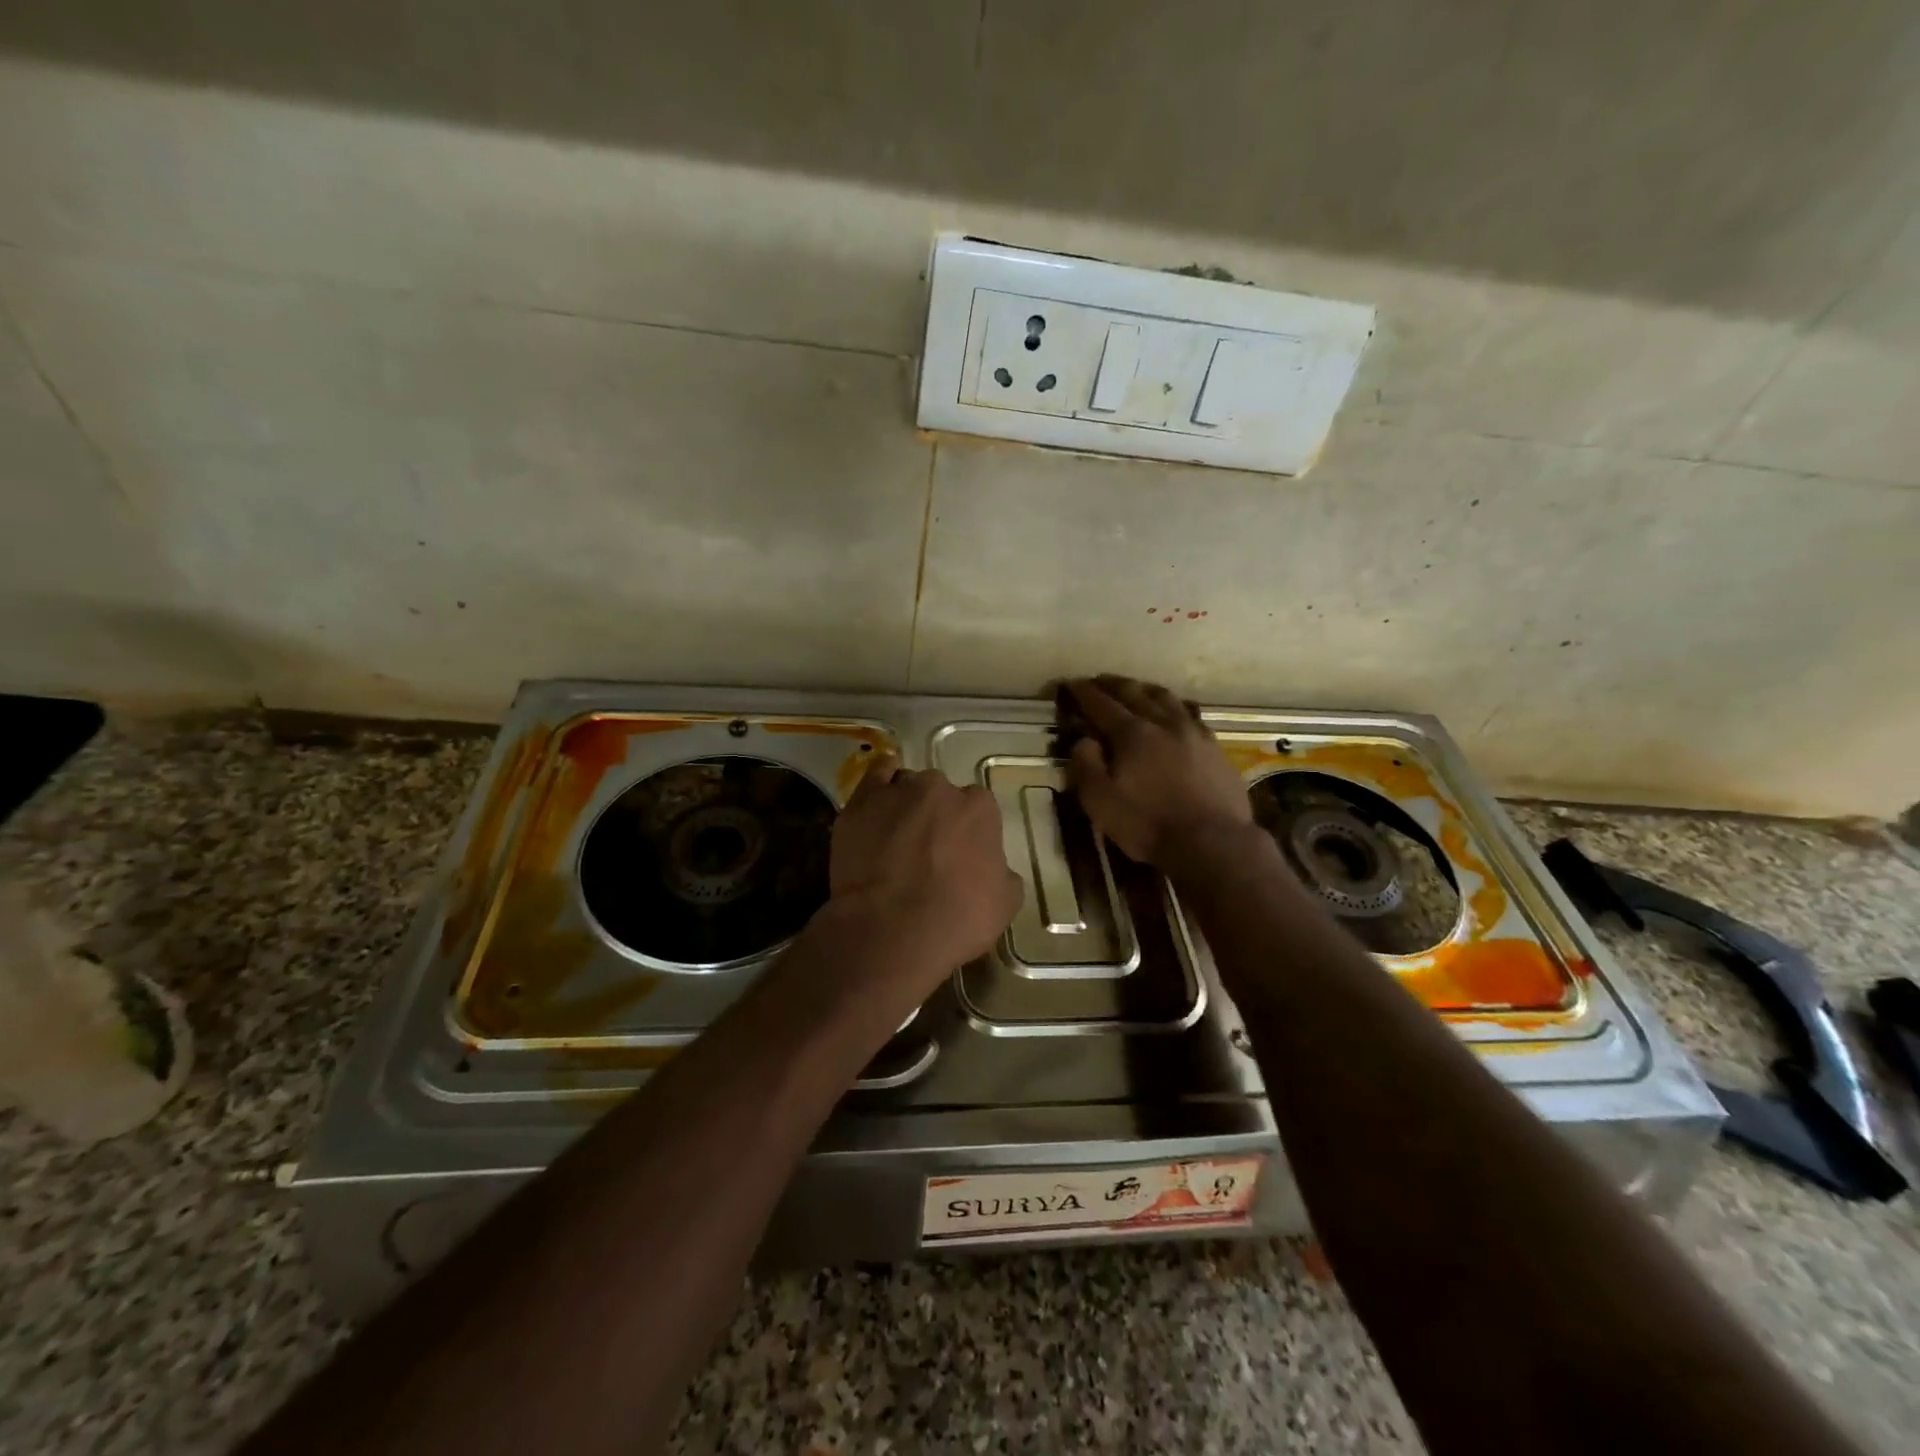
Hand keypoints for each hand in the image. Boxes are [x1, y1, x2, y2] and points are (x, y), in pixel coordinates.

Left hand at [828, 751, 1021, 986]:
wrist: (893, 931)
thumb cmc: (957, 919)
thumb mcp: (1005, 903)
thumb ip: (1002, 872)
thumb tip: (993, 868)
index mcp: (979, 809)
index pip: (978, 809)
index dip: (968, 832)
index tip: (960, 855)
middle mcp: (940, 790)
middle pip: (940, 795)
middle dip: (936, 816)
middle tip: (927, 851)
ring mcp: (899, 792)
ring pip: (906, 787)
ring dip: (905, 805)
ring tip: (895, 838)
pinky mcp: (862, 801)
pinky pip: (875, 776)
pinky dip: (880, 783)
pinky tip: (879, 800)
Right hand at [1064, 675, 1254, 867]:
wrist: (1213, 842)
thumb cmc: (1149, 824)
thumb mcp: (1101, 802)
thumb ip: (1086, 766)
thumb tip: (1084, 740)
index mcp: (1132, 734)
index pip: (1101, 704)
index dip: (1084, 692)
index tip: (1072, 683)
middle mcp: (1163, 723)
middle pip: (1135, 693)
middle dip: (1113, 684)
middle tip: (1099, 680)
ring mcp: (1193, 732)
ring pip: (1166, 698)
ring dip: (1145, 689)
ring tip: (1135, 688)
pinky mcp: (1215, 747)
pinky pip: (1191, 714)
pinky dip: (1175, 706)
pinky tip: (1175, 712)